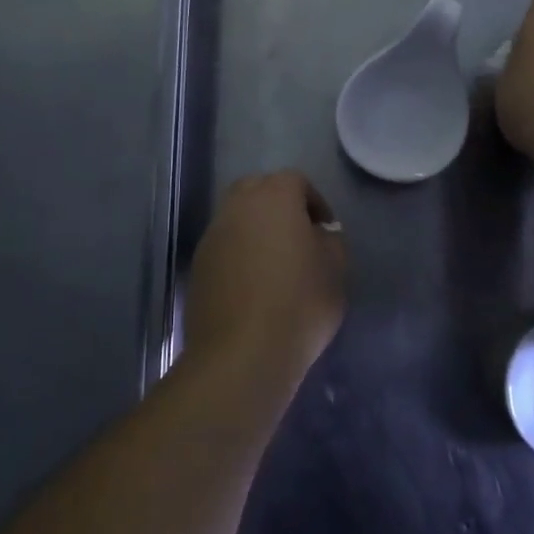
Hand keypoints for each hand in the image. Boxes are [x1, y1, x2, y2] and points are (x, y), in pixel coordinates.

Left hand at [184, 171, 345, 385]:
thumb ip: (331, 241)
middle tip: (298, 238)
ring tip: (275, 265)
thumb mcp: (335, 269)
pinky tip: (253, 286)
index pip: (295, 181)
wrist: (241, 352)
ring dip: (256, 231)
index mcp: (274, 197)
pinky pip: (223, 246)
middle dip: (279, 207)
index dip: (315, 202)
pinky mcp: (198, 265)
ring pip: (237, 218)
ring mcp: (212, 235)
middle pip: (259, 190)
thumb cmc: (299, 303)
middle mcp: (237, 206)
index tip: (326, 231)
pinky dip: (238, 255)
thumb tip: (319, 234)